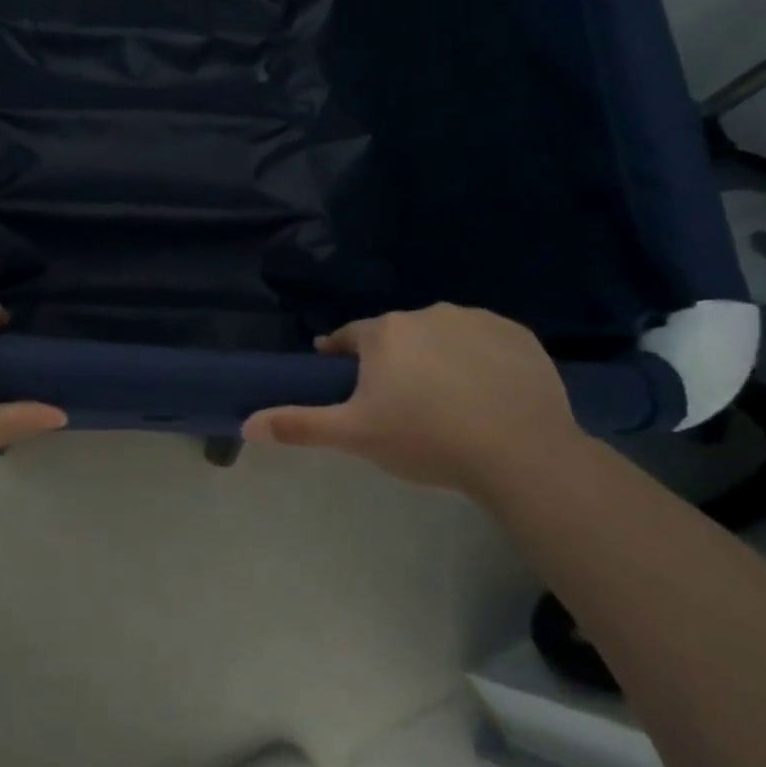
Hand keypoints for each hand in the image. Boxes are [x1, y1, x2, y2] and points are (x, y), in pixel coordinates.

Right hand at [242, 304, 580, 493]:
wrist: (520, 453)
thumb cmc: (426, 439)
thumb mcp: (355, 436)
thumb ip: (299, 425)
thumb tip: (245, 422)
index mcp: (384, 333)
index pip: (350, 337)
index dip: (342, 355)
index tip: (343, 375)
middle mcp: (426, 313)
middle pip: (398, 336)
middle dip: (393, 360)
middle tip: (400, 401)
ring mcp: (476, 320)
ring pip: (442, 335)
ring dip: (437, 356)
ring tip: (447, 400)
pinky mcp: (517, 335)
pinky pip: (486, 342)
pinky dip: (480, 360)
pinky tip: (487, 393)